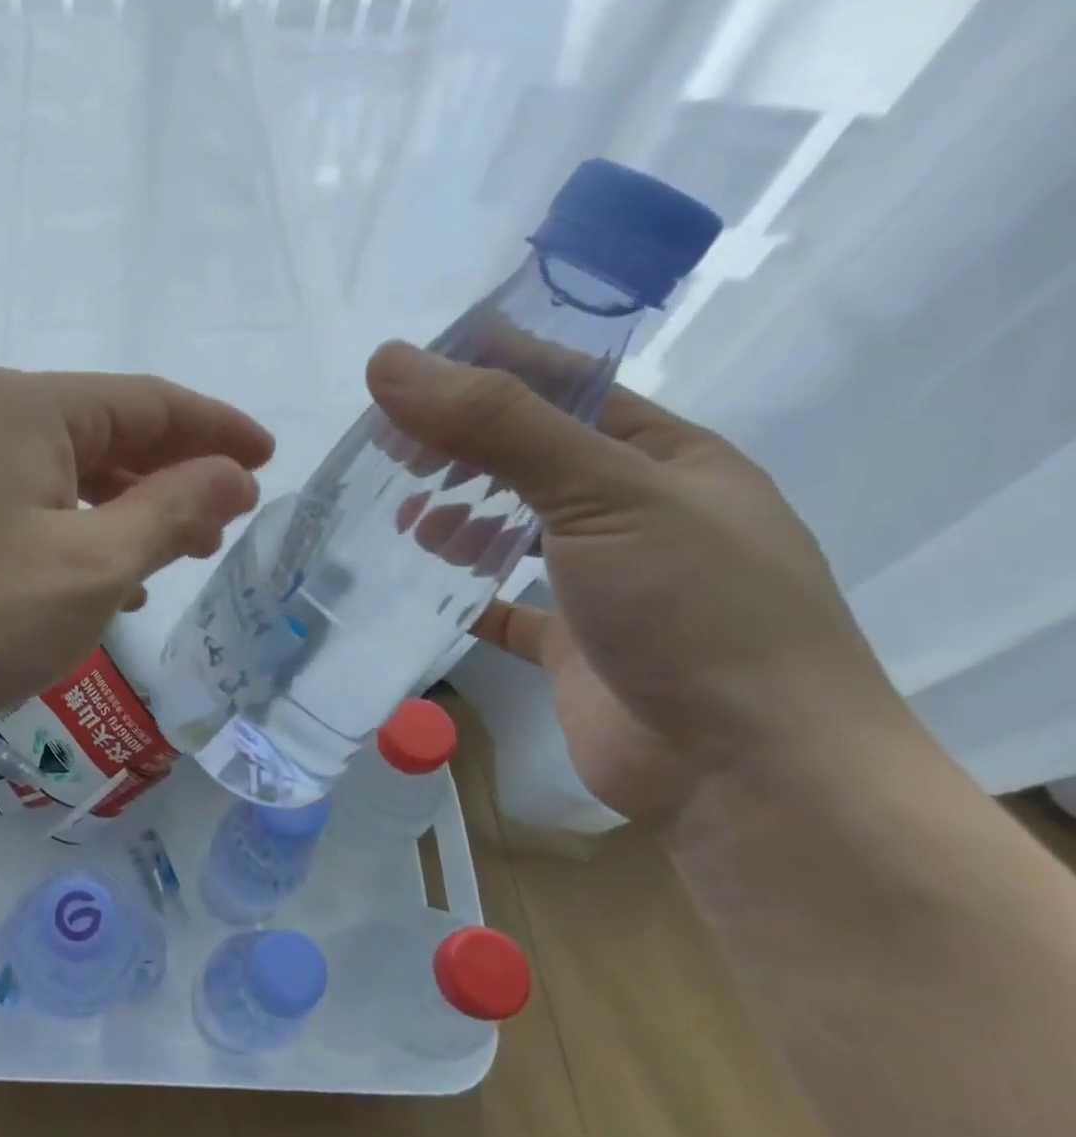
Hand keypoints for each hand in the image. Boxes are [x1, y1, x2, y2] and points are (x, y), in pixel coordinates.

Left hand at [0, 368, 272, 775]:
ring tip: (171, 548)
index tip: (268, 457)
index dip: (216, 428)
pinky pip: (22, 504)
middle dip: (172, 471)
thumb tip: (234, 473)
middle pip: (105, 430)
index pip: (149, 401)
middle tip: (224, 516)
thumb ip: (170, 512)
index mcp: (28, 407)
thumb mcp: (88, 568)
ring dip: (123, 505)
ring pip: (62, 471)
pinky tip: (96, 577)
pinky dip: (71, 530)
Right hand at [367, 342, 906, 822]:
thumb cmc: (694, 609)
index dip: (488, 367)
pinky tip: (420, 579)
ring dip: (459, 515)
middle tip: (386, 445)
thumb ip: (498, 425)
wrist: (750, 774)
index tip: (407, 368)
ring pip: (514, 528)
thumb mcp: (603, 493)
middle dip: (460, 446)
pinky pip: (504, 604)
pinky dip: (463, 590)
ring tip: (401, 514)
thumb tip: (390, 362)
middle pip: (531, 456)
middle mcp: (637, 510)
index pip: (566, 386)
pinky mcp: (572, 643)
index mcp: (666, 456)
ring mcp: (606, 580)